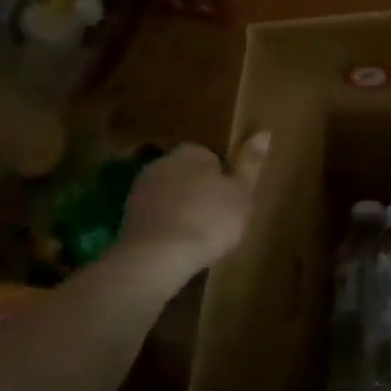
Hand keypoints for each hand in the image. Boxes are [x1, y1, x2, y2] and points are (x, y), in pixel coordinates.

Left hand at [117, 132, 269, 267]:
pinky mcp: (126, 219)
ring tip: (198, 236)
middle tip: (218, 218)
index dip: (224, 178)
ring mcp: (140, 191)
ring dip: (181, 209)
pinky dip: (166, 227)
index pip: (212, 157)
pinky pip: (155, 217)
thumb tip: (264, 132)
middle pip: (188, 174)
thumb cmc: (209, 220)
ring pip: (170, 196)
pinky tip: (177, 246)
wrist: (156, 258)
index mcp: (191, 152)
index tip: (232, 199)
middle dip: (200, 191)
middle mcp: (162, 163)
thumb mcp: (243, 192)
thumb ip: (251, 162)